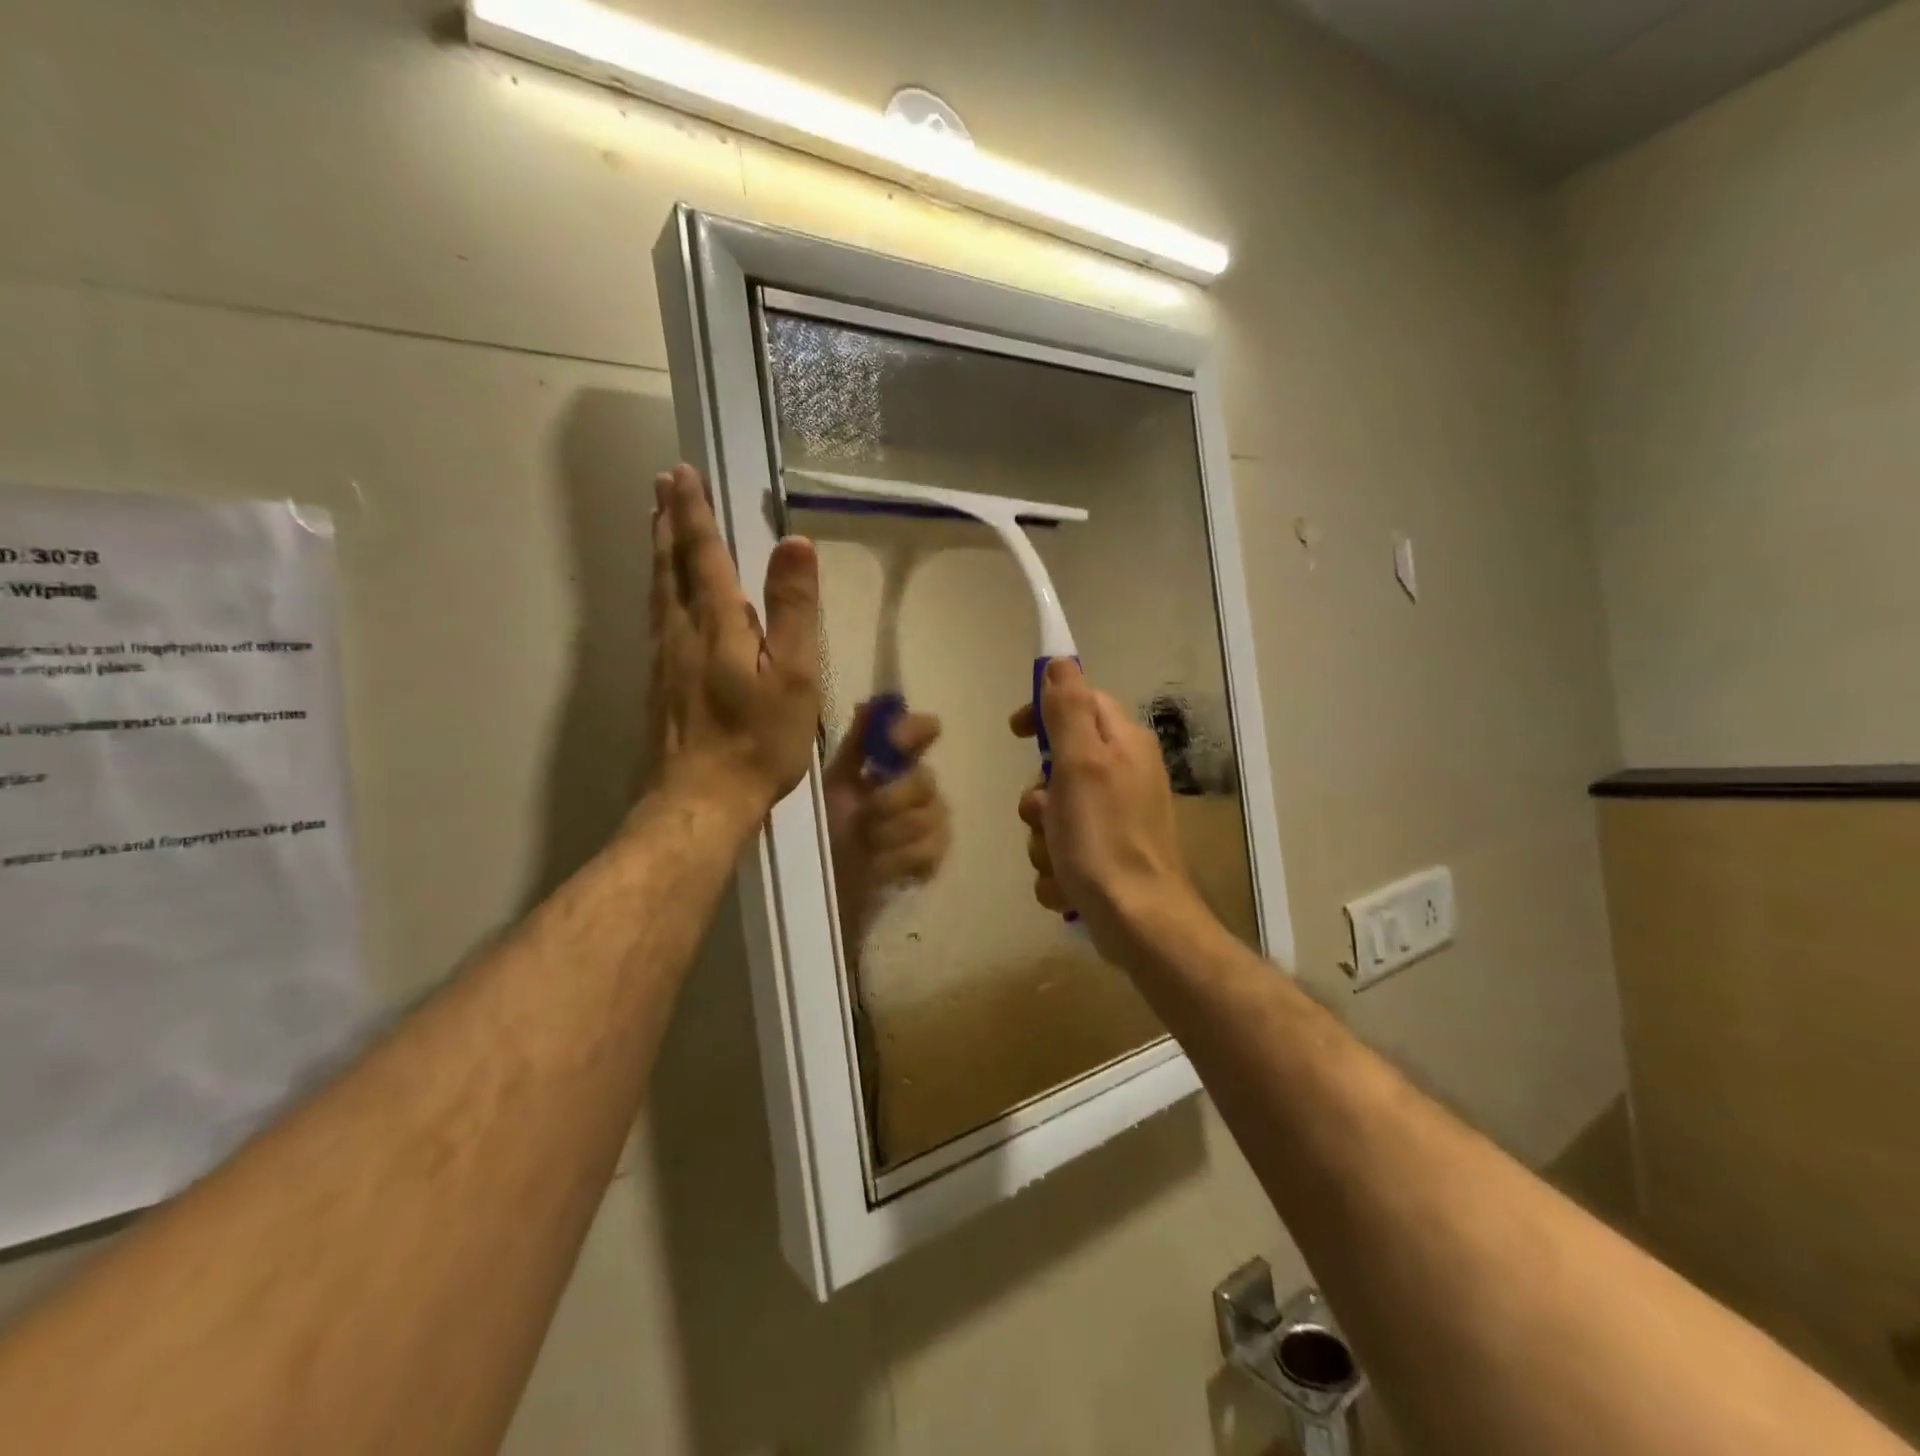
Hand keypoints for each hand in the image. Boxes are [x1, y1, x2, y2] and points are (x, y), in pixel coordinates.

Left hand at [648, 464, 819, 823]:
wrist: (701, 801)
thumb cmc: (757, 740)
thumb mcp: (793, 675)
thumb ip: (793, 609)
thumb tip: (795, 543)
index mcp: (716, 623)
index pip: (703, 553)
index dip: (695, 511)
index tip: (682, 472)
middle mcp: (681, 632)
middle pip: (670, 565)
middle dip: (668, 521)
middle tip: (662, 484)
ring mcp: (664, 660)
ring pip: (658, 592)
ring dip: (659, 552)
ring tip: (658, 526)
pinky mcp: (659, 686)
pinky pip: (657, 620)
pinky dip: (659, 591)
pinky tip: (664, 600)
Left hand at [823, 703, 950, 941]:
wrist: (827, 879)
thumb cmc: (828, 824)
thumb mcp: (834, 781)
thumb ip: (856, 744)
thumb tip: (869, 703)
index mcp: (895, 763)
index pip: (922, 731)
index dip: (914, 731)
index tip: (894, 741)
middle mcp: (920, 786)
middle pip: (925, 780)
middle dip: (892, 798)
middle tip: (865, 813)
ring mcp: (932, 822)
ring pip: (928, 817)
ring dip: (890, 832)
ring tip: (865, 843)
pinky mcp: (933, 857)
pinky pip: (930, 849)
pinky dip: (900, 858)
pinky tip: (880, 863)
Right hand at [1011, 659, 1204, 965]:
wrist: (1138, 922)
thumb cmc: (1104, 838)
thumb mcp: (1080, 764)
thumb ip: (1069, 710)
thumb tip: (1060, 661)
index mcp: (1123, 744)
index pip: (1080, 701)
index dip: (1045, 712)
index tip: (1017, 733)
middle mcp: (1124, 774)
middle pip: (1059, 764)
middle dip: (1039, 796)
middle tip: (1044, 815)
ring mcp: (1117, 818)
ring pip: (1054, 812)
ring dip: (1043, 838)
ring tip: (1058, 859)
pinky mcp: (1108, 856)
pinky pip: (1064, 849)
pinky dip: (1057, 867)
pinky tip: (1067, 885)